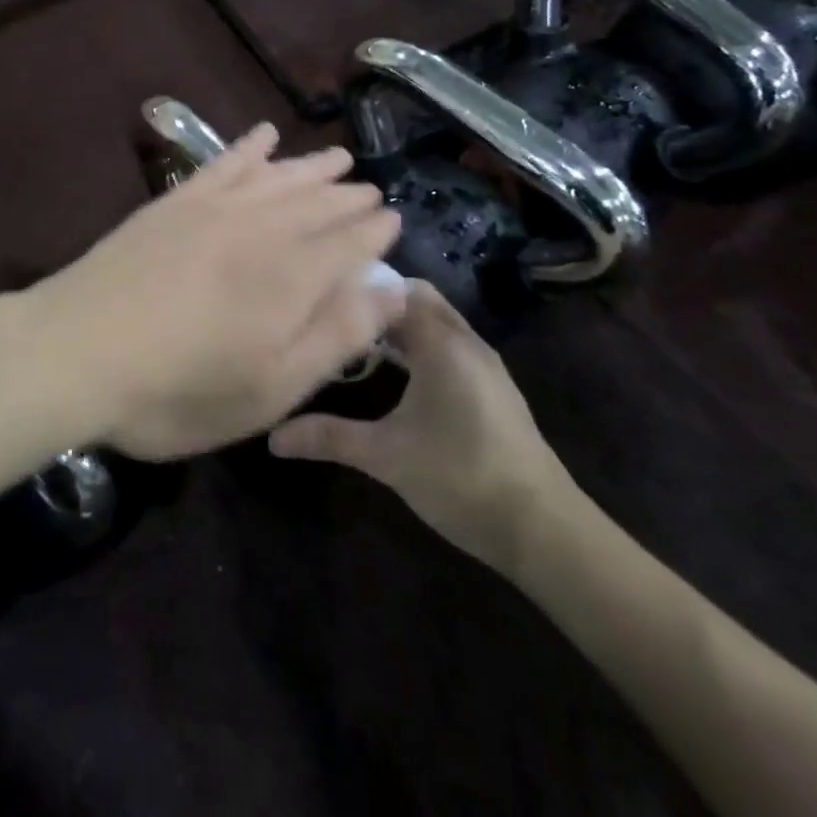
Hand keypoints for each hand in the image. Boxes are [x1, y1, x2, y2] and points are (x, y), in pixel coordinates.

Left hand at [22, 124, 403, 461]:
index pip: (349, 241)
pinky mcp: (175, 202)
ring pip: (277, 177)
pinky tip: (264, 136)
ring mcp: (214, 208)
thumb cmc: (179, 389)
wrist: (78, 350)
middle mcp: (261, 229)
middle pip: (317, 203)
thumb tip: (393, 287)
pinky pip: (223, 163)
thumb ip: (336, 334)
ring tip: (336, 158)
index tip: (392, 218)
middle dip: (348, 196)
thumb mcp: (271, 387)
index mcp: (292, 276)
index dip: (374, 230)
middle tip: (370, 189)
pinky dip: (247, 147)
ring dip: (310, 166)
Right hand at [268, 280, 584, 575]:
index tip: (320, 297)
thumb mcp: (386, 457)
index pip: (395, 289)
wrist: (543, 529)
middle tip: (333, 317)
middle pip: (417, 299)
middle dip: (377, 302)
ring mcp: (483, 363)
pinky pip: (448, 343)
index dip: (358, 287)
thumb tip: (273, 437)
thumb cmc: (461, 478)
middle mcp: (465, 341)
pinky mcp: (491, 387)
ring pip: (435, 321)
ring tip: (354, 339)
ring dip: (399, 324)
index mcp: (441, 343)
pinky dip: (419, 343)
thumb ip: (329, 437)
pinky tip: (396, 373)